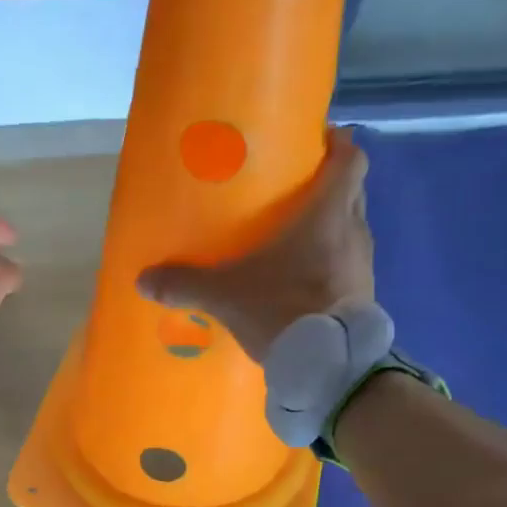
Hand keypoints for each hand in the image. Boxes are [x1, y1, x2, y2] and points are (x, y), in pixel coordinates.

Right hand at [137, 127, 372, 363]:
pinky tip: (305, 278)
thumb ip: (186, 284)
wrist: (326, 366)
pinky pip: (350, 263)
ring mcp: (364, 265)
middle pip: (353, 189)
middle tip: (295, 188)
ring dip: (332, 225)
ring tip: (296, 235)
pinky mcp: (364, 295)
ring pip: (353, 227)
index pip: (351, 158)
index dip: (337, 143)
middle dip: (330, 183)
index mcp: (328, 213)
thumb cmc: (283, 310)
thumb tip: (143, 280)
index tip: (316, 141)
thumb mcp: (226, 296)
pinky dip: (333, 261)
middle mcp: (355, 230)